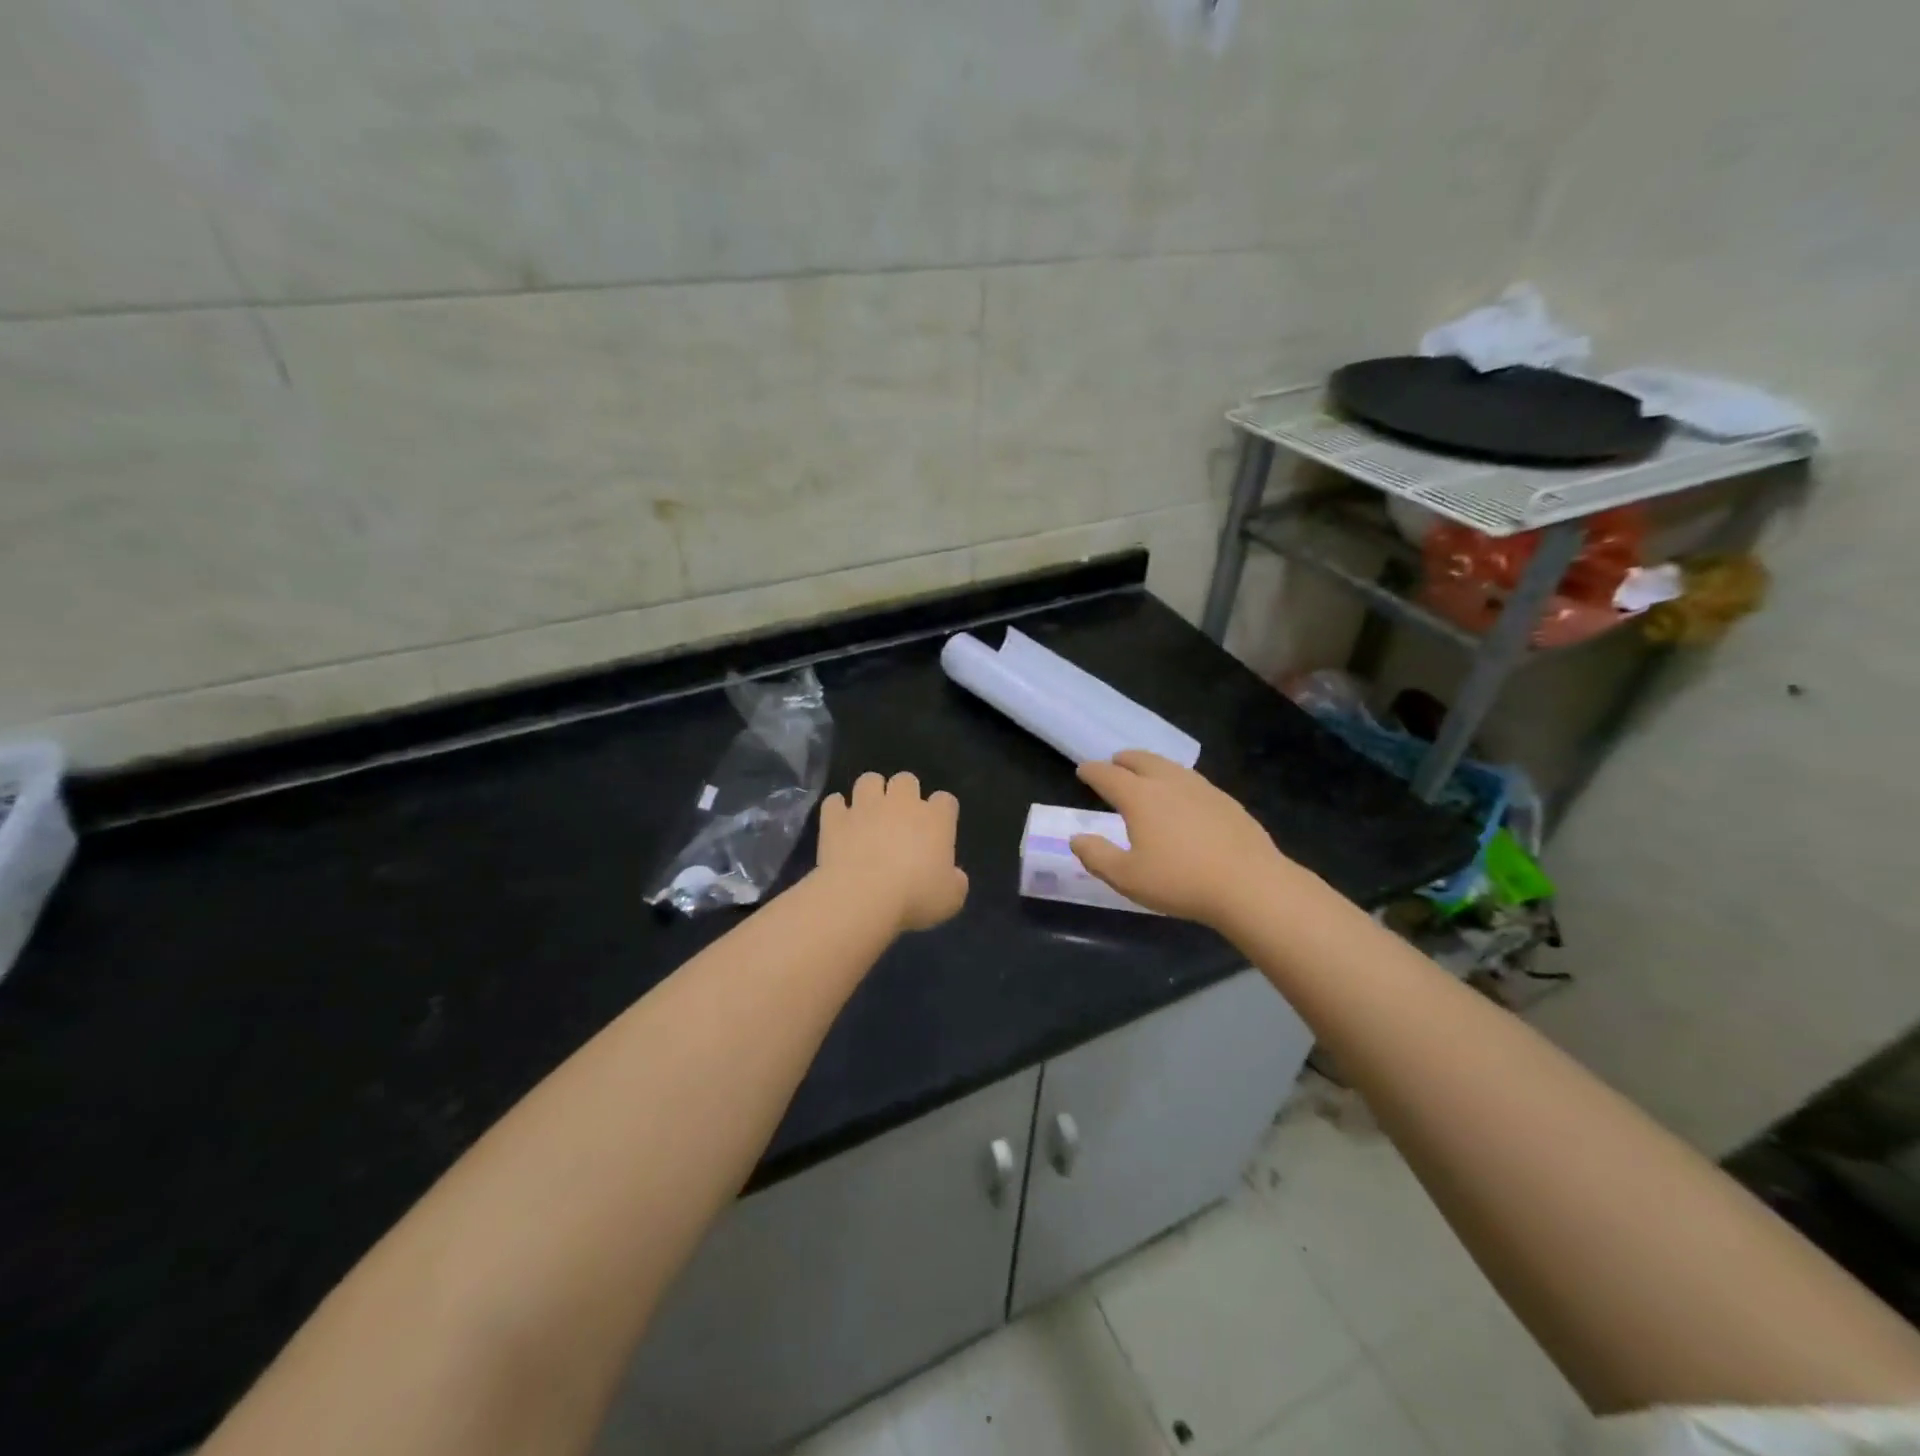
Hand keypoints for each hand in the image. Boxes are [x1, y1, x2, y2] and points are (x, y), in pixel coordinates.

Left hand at [816, 772, 969, 932]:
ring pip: (869, 780)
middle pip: (906, 780)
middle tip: (901, 817)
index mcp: (935, 819)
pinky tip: (839, 823)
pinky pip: (834, 802)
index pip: (945, 800)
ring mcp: (865, 807)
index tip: (938, 829)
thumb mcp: (950, 899)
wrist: (862, 897)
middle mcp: (901, 803)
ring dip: (870, 792)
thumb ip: (956, 882)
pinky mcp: (835, 818)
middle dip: (904, 793)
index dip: (942, 812)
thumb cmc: (914, 898)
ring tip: (868, 812)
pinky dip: (837, 810)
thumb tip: (954, 876)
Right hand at [1071, 750, 1302, 929]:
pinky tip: (1182, 796)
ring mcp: (1201, 788)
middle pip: (1141, 760)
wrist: (1250, 885)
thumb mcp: (1127, 877)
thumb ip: (1097, 856)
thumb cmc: (1181, 882)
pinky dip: (1176, 779)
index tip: (1083, 770)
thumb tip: (1077, 839)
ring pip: (1169, 766)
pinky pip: (1192, 780)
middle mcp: (1169, 783)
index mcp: (1140, 797)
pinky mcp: (1226, 801)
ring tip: (1145, 773)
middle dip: (1123, 760)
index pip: (1108, 776)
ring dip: (1151, 765)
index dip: (1092, 771)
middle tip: (1114, 763)